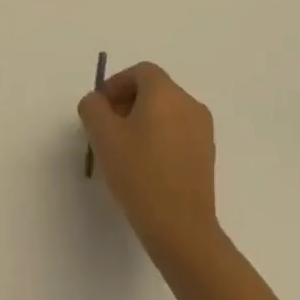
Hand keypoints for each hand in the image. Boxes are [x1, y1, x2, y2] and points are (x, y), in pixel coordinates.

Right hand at [78, 62, 217, 261]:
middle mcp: (190, 105)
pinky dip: (159, 137)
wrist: (181, 227)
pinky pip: (177, 132)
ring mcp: (203, 131)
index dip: (116, 84)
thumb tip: (98, 102)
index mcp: (166, 93)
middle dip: (127, 102)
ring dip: (142, 120)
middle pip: (154, 90)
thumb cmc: (139, 172)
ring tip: (123, 149)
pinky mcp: (206, 156)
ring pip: (166, 112)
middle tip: (107, 128)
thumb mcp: (102, 134)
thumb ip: (93, 107)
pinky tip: (144, 165)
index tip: (100, 109)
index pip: (140, 72)